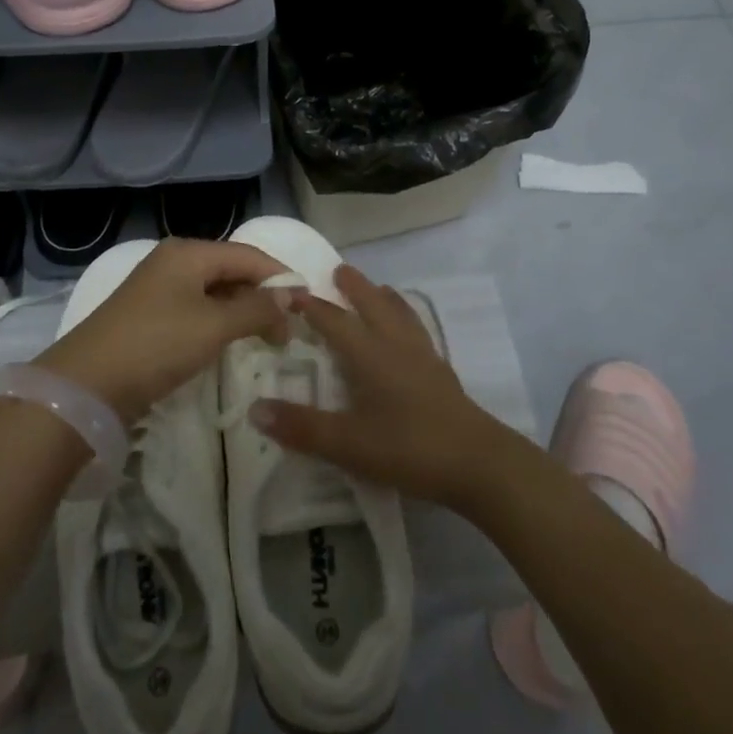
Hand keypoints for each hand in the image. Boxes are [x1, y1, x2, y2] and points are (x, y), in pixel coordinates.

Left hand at [35, 239, 287, 421]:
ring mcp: (158, 290)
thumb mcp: (213, 326)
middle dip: (262, 296)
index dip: (280, 276)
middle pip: (231, 270)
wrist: (86, 384)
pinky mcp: (149, 317)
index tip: (309, 305)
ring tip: (267, 338)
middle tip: (290, 330)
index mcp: (188, 253)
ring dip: (242, 312)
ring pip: (214, 292)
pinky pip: (196, 310)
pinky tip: (230, 344)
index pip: (248, 255)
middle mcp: (173, 262)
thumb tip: (292, 294)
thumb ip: (256, 308)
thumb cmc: (156, 345)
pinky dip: (219, 323)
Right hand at [250, 265, 519, 509]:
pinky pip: (417, 330)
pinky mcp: (441, 373)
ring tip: (377, 288)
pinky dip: (406, 318)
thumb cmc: (409, 448)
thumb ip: (302, 427)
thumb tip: (254, 409)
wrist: (478, 463)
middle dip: (354, 287)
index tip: (292, 292)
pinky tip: (409, 332)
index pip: (334, 320)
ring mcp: (423, 357)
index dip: (312, 306)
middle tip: (339, 270)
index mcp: (369, 354)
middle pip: (372, 305)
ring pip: (400, 314)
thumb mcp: (348, 444)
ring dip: (384, 297)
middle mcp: (395, 345)